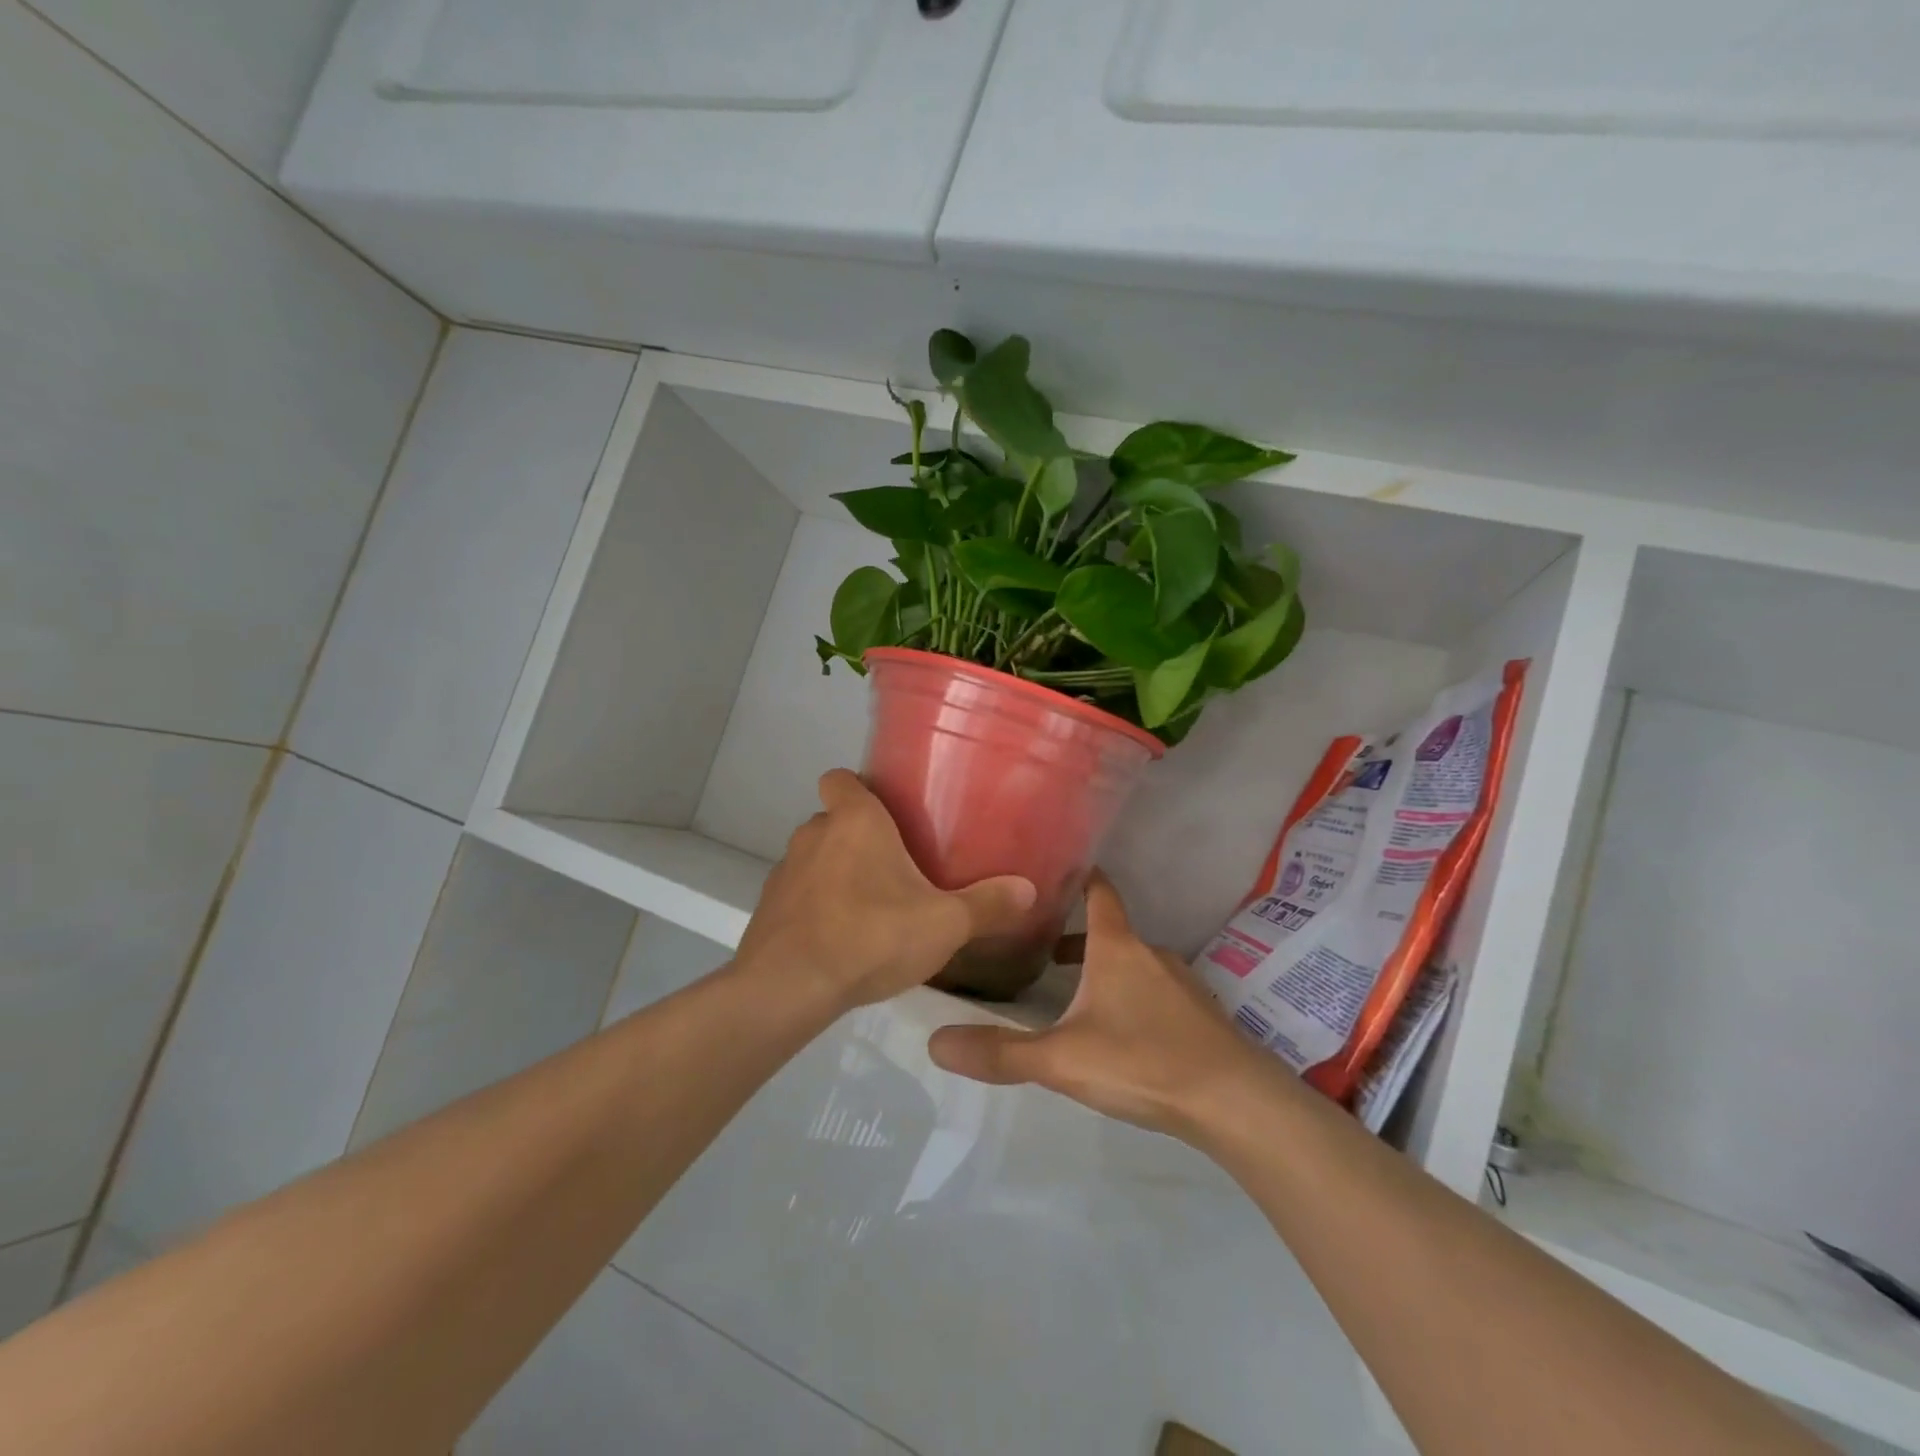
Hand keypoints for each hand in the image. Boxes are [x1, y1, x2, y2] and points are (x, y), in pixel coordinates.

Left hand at [736, 769, 1036, 1011]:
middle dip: (857, 836)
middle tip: (893, 865)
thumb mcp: (943, 923)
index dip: (858, 787)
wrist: (789, 988)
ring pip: (815, 857)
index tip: (885, 809)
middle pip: (833, 819)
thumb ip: (987, 905)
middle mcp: (814, 834)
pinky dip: (815, 905)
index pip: (840, 777)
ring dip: (835, 872)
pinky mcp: (768, 908)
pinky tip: (839, 937)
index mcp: (855, 821)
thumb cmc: (871, 936)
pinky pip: (798, 894)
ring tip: (868, 905)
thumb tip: (1029, 889)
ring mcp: (785, 871)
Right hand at [927, 872, 1276, 1138]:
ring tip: (1072, 994)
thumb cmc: (1143, 1061)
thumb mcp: (1062, 1059)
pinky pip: (1156, 993)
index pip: (1099, 891)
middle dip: (1076, 937)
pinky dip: (1131, 996)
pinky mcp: (1200, 1017)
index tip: (1054, 868)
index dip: (1079, 875)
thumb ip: (1000, 1052)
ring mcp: (1181, 985)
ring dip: (1103, 970)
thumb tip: (934, 1042)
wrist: (1237, 1103)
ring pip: (1133, 965)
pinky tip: (1120, 1032)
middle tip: (1039, 946)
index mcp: (1118, 947)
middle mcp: (1151, 954)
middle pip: (1110, 932)